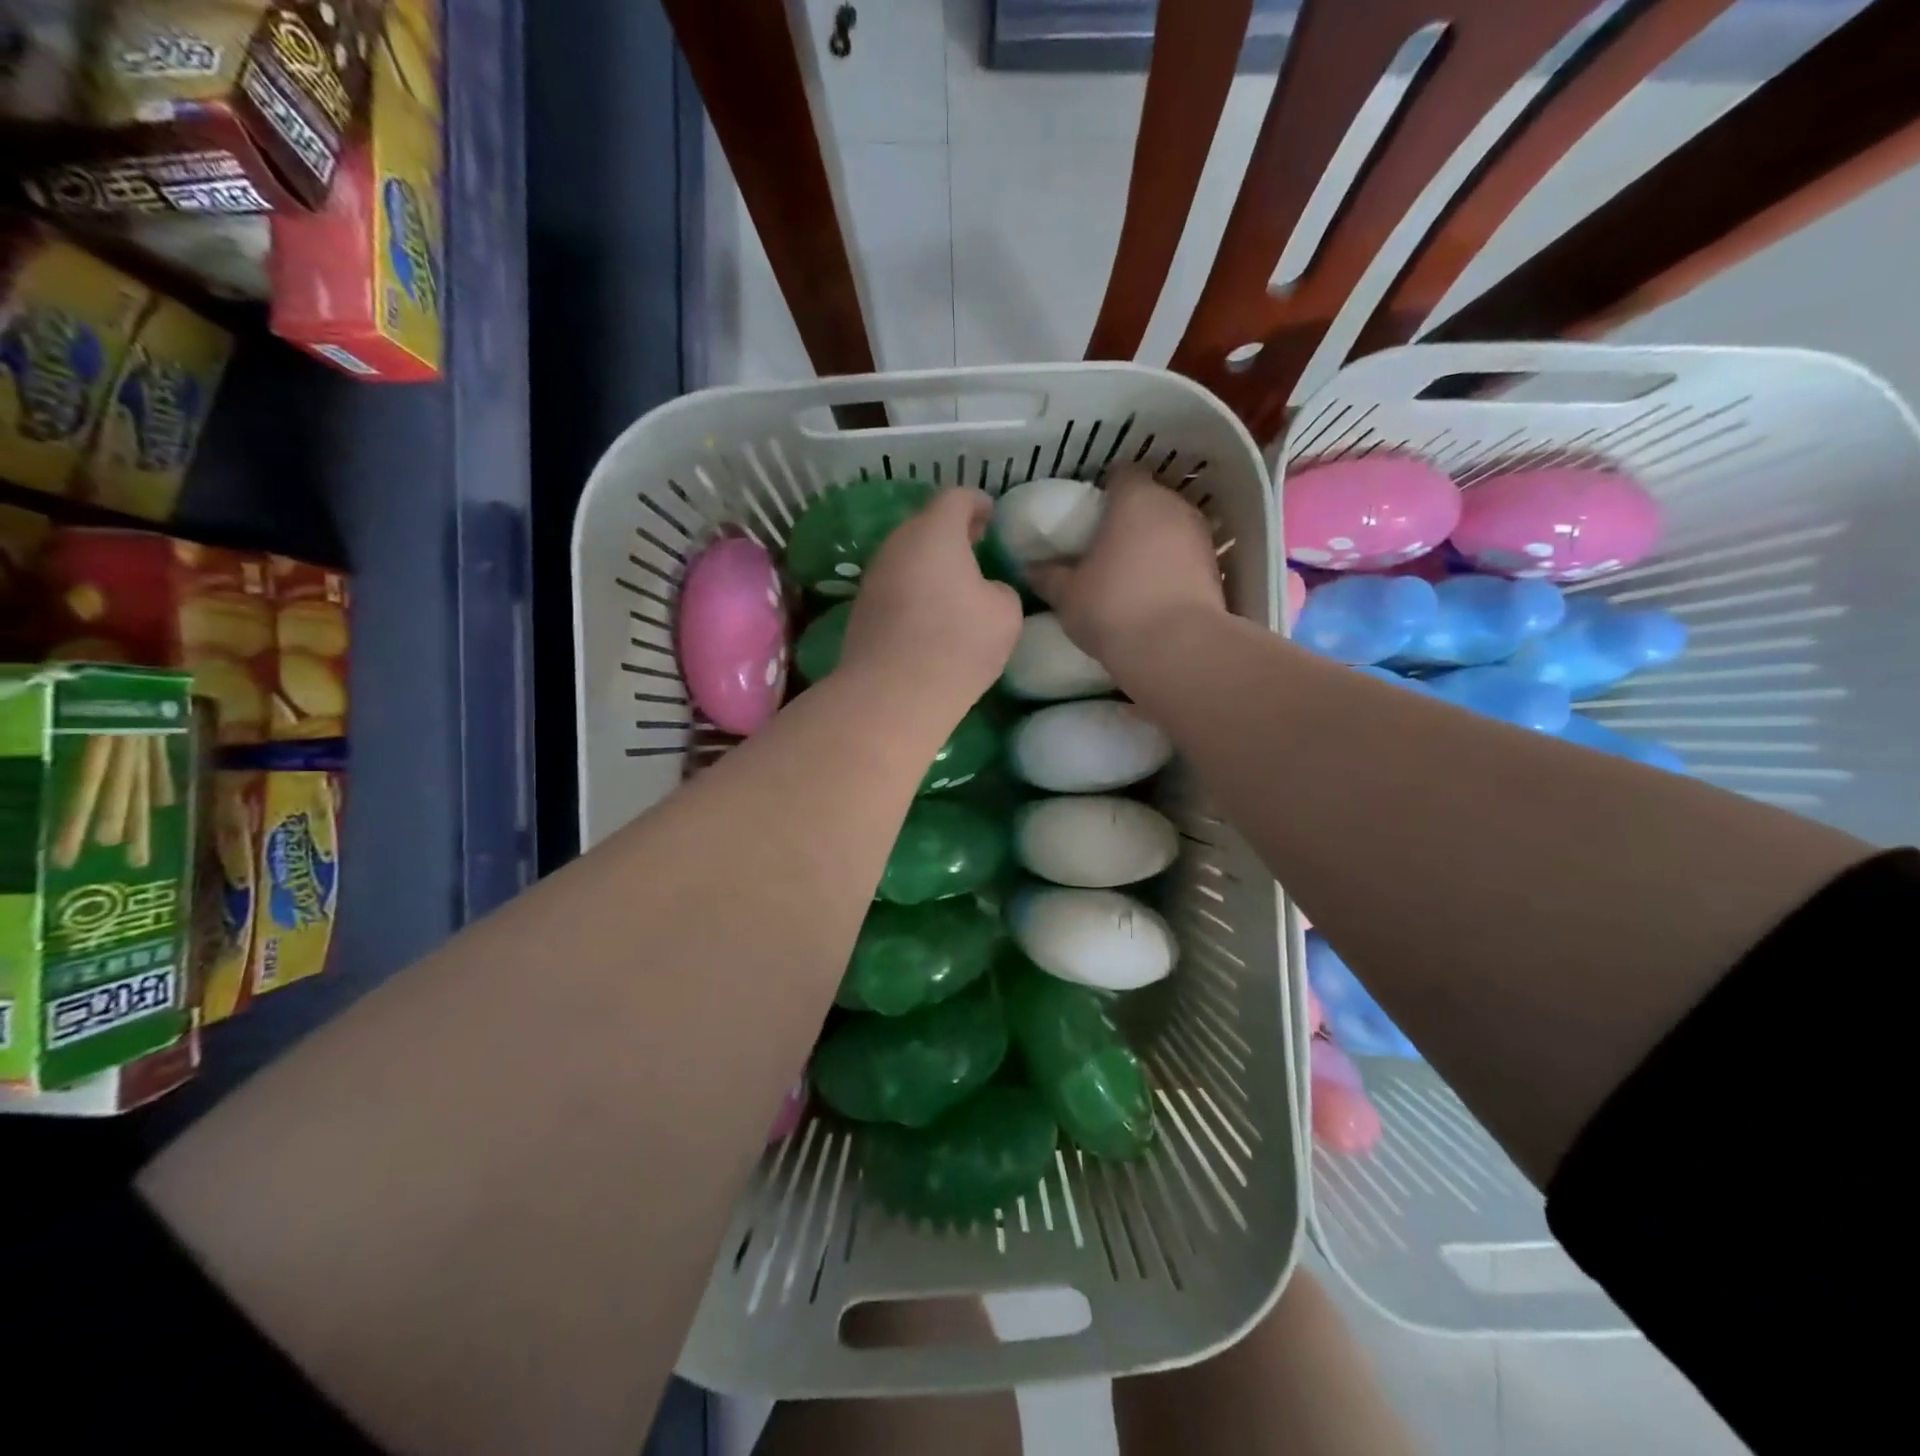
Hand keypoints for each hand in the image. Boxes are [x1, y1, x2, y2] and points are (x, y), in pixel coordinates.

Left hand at [839, 488, 1023, 719]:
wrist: (893, 694)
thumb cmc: (958, 643)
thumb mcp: (1005, 614)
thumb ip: (1000, 590)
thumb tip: (983, 592)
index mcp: (934, 532)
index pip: (956, 498)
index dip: (977, 503)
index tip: (991, 515)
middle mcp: (897, 545)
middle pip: (926, 525)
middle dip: (952, 532)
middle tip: (976, 546)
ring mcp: (874, 577)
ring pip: (907, 557)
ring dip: (931, 564)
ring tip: (956, 584)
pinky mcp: (862, 610)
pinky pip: (895, 587)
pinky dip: (914, 590)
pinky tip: (931, 615)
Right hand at [1029, 467, 1225, 665]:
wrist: (1176, 650)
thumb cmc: (1112, 608)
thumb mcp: (1067, 595)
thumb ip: (1049, 576)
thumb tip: (1032, 568)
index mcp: (1136, 498)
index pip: (1122, 475)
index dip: (1105, 491)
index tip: (1088, 516)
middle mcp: (1175, 507)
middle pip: (1150, 500)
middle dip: (1129, 518)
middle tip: (1103, 546)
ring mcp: (1201, 538)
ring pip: (1171, 530)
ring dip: (1153, 545)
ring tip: (1128, 574)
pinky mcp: (1216, 572)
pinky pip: (1185, 560)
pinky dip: (1171, 570)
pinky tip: (1152, 595)